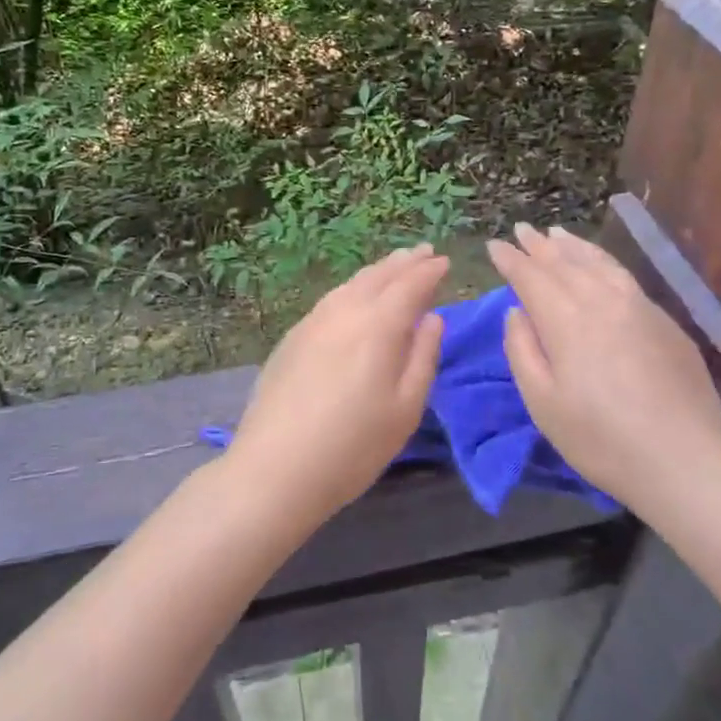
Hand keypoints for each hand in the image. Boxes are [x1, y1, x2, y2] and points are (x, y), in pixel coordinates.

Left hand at [224, 245, 448, 527]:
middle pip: (378, 277)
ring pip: (351, 284)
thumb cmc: (354, 446)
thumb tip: (432, 318)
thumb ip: (423, 357)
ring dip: (377, 271)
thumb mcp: (405, 409)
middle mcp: (344, 312)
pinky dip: (352, 288)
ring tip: (393, 265)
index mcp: (378, 326)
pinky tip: (354, 295)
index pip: (409, 286)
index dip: (429, 272)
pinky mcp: (292, 338)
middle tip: (423, 251)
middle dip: (404, 262)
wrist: (275, 468)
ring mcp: (313, 322)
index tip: (444, 261)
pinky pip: (331, 299)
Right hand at [487, 223, 720, 500]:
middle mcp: (603, 301)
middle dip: (539, 246)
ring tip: (556, 234)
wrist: (684, 462)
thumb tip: (517, 312)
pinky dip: (603, 261)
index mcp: (567, 320)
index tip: (494, 245)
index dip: (511, 260)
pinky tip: (599, 265)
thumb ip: (522, 350)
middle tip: (521, 230)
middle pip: (565, 263)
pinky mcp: (666, 322)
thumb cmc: (600, 439)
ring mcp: (640, 307)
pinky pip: (625, 277)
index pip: (532, 277)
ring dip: (573, 247)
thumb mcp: (542, 403)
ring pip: (600, 263)